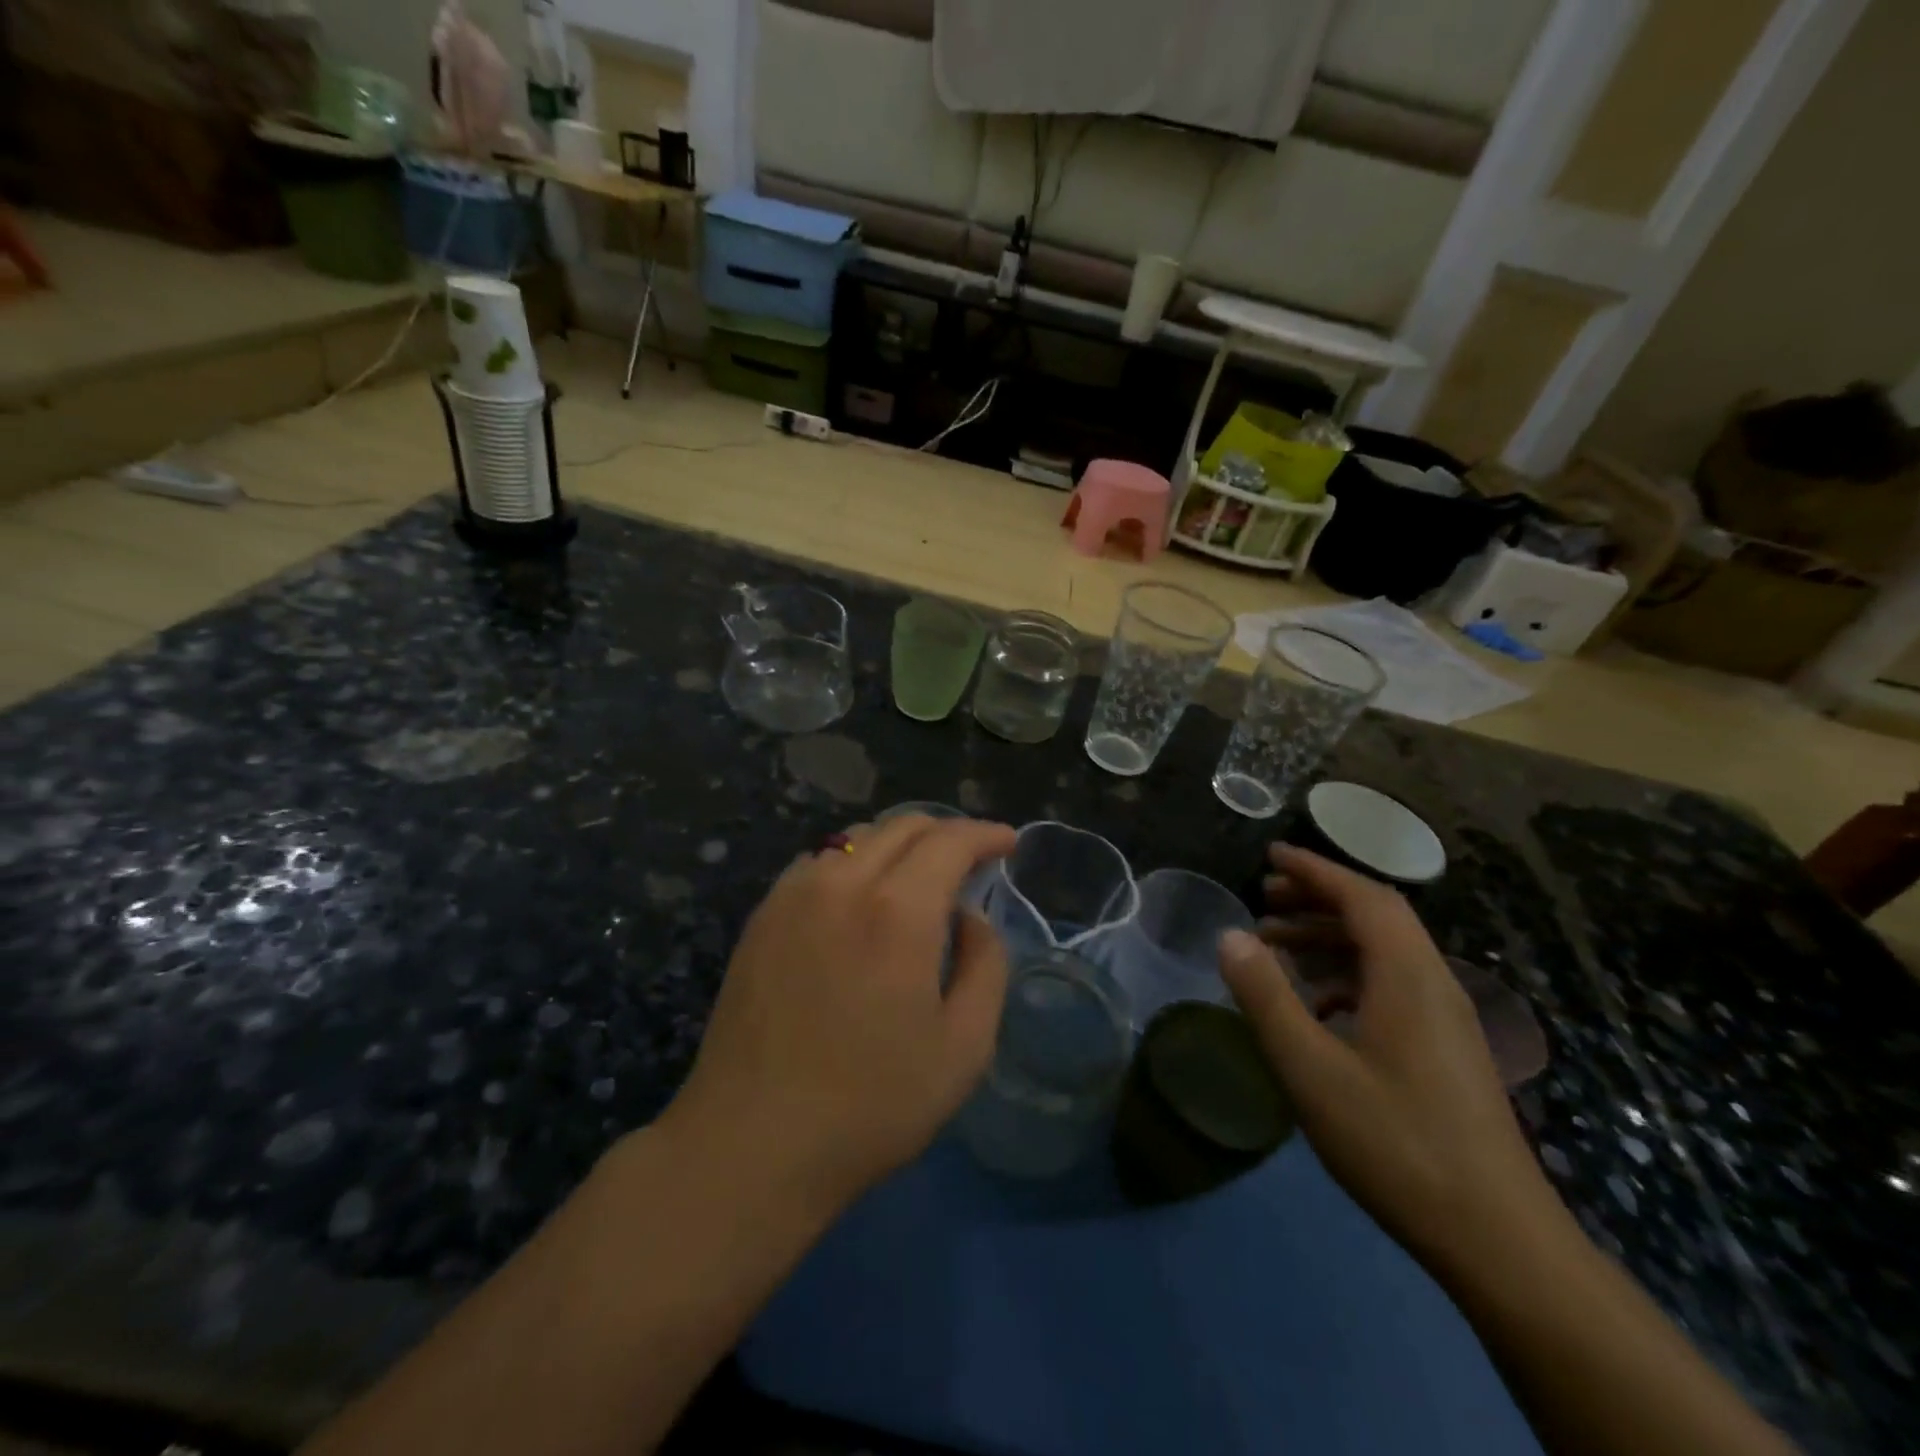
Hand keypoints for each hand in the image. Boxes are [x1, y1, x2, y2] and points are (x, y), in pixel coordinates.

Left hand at [664, 814, 1016, 1209]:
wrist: (752, 1142)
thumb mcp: (964, 1047)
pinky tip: (859, 898)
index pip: (950, 841)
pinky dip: (854, 862)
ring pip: (857, 838)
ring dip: (899, 844)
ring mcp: (794, 894)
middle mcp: (842, 883)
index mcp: (898, 911)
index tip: (1008, 842)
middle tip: (970, 862)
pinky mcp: (762, 915)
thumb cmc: (871, 1104)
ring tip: (918, 878)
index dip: (985, 835)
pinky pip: (819, 863)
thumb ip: (986, 965)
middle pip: (903, 826)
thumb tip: (971, 918)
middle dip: (946, 833)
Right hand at [1218, 845, 1564, 1271]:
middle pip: (1376, 916)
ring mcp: (1445, 1018)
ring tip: (1276, 948)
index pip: (1362, 897)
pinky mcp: (1446, 1049)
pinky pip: (1392, 985)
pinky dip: (1347, 976)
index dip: (1315, 869)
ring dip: (1329, 937)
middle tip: (1264, 900)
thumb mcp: (1311, 1070)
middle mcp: (1434, 983)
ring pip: (1384, 952)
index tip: (1270, 855)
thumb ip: (1267, 997)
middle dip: (1318, 898)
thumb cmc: (1397, 1144)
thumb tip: (1230, 936)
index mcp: (1408, 977)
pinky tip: (1315, 1008)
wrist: (1499, 1240)